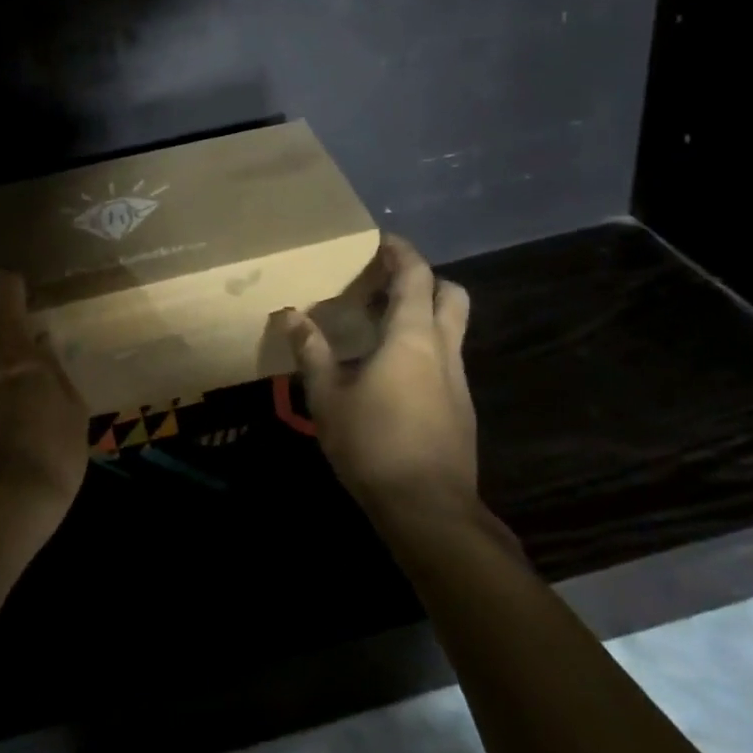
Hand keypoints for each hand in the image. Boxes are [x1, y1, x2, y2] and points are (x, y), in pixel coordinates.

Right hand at [281, 235, 478, 520]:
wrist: (428, 510)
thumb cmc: (373, 444)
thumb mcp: (328, 397)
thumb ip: (312, 352)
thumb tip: (291, 315)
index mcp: (412, 337)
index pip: (416, 276)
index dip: (401, 252)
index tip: (380, 242)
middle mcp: (443, 349)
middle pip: (451, 295)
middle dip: (425, 280)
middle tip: (387, 285)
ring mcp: (458, 380)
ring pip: (451, 329)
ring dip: (424, 316)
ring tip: (382, 328)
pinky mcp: (461, 408)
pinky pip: (446, 360)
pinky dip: (425, 349)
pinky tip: (393, 375)